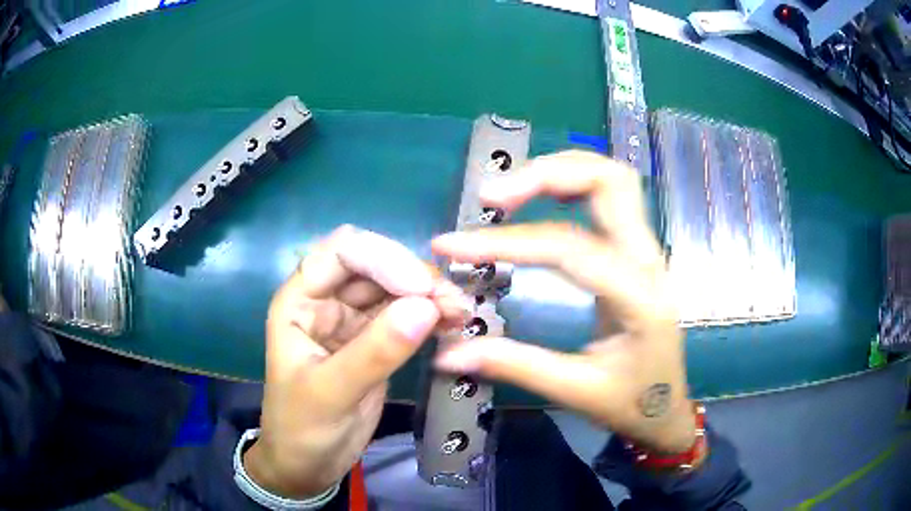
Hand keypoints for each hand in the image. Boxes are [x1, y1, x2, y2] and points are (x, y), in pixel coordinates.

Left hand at [245, 226, 468, 497]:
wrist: (309, 465)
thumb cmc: (303, 429)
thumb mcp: (331, 393)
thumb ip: (374, 352)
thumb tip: (425, 306)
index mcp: (299, 301)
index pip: (339, 253)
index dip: (381, 257)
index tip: (421, 287)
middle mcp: (326, 301)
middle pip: (374, 265)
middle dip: (413, 277)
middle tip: (452, 302)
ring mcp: (352, 321)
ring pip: (394, 289)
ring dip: (428, 295)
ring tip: (461, 313)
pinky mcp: (375, 341)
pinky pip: (406, 317)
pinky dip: (431, 316)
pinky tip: (453, 323)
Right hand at [431, 151, 694, 453]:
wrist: (667, 408)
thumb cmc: (631, 402)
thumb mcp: (575, 390)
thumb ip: (514, 365)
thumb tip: (448, 353)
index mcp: (638, 298)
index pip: (567, 248)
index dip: (504, 241)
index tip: (451, 245)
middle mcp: (649, 260)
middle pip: (608, 181)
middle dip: (546, 174)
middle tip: (491, 195)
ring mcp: (647, 249)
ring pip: (612, 179)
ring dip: (560, 170)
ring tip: (509, 190)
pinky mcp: (638, 250)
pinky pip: (609, 196)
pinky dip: (572, 183)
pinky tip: (540, 196)